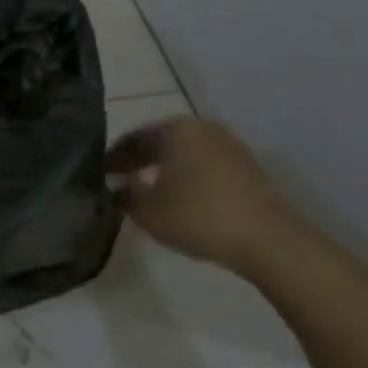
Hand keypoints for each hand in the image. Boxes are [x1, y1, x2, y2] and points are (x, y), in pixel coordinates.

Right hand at [105, 117, 303, 276]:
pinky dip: (186, 176)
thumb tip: (114, 188)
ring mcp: (228, 146)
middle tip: (119, 181)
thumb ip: (124, 195)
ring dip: (163, 169)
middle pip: (160, 142)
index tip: (99, 175)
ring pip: (184, 153)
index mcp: (174, 129)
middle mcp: (201, 128)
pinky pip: (204, 165)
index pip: (133, 138)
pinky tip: (180, 197)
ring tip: (148, 191)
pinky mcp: (247, 167)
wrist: (268, 240)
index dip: (113, 157)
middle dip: (138, 161)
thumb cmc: (198, 216)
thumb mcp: (147, 210)